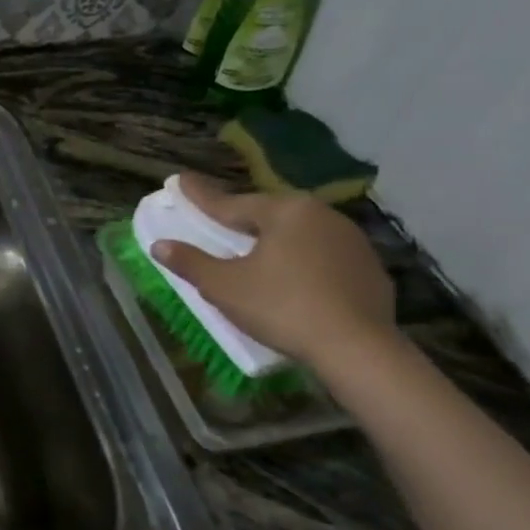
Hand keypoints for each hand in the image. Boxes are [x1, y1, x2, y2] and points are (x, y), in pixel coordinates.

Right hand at [149, 174, 394, 368]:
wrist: (357, 349)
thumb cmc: (282, 307)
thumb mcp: (224, 286)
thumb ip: (190, 262)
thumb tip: (159, 245)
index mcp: (285, 211)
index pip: (231, 202)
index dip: (200, 196)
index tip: (180, 180)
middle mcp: (321, 215)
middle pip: (268, 214)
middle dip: (241, 219)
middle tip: (219, 222)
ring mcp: (351, 241)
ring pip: (299, 234)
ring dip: (274, 240)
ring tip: (255, 253)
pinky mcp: (369, 269)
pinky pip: (323, 256)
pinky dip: (302, 262)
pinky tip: (293, 280)